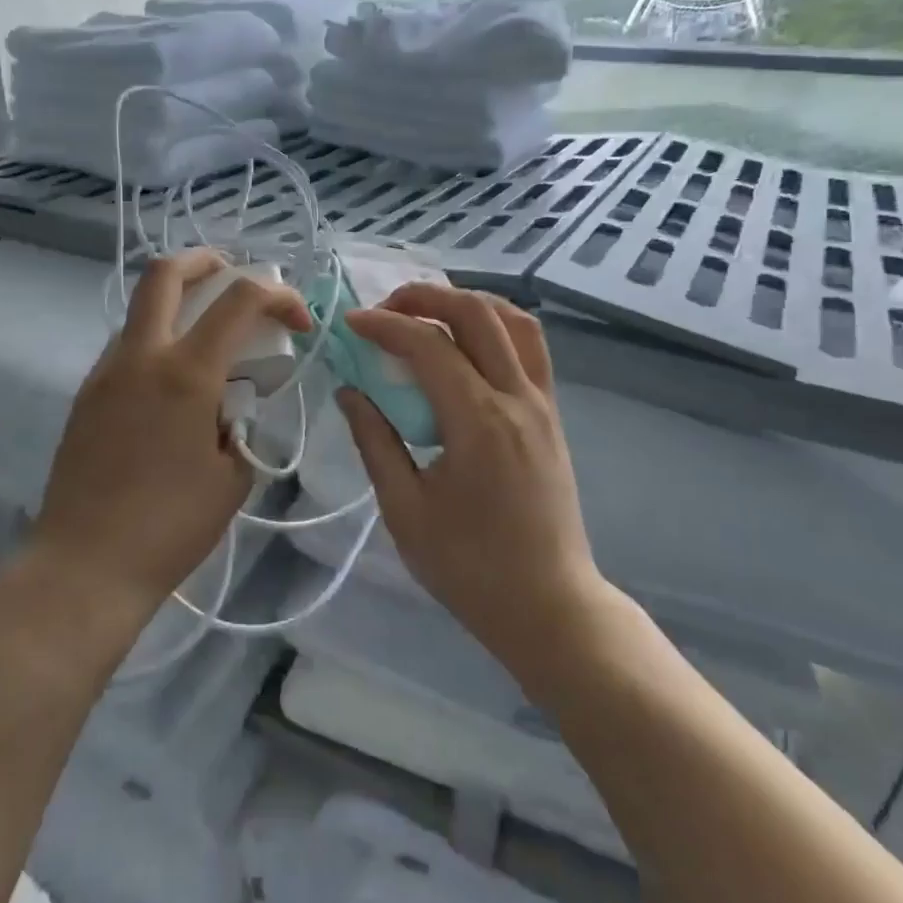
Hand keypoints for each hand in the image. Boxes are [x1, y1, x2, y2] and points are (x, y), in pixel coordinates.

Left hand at [28, 250, 312, 630]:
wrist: (85, 565)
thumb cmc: (170, 527)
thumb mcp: (233, 476)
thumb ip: (242, 425)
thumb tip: (233, 405)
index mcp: (186, 374)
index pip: (240, 301)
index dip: (279, 296)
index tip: (299, 322)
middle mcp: (141, 357)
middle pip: (166, 273)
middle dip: (208, 261)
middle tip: (235, 276)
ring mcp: (106, 372)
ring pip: (142, 307)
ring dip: (179, 301)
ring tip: (210, 335)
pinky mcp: (86, 393)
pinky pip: (127, 344)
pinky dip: (158, 338)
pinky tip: (176, 381)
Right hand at [336, 283, 601, 669]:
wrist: (549, 605)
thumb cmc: (470, 568)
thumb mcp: (405, 510)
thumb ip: (375, 441)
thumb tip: (350, 392)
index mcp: (479, 422)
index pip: (429, 345)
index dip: (385, 325)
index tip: (351, 324)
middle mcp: (517, 399)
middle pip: (477, 313)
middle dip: (426, 296)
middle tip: (386, 309)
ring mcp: (543, 403)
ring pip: (515, 321)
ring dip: (468, 303)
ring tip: (428, 315)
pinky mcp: (552, 415)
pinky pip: (530, 348)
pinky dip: (497, 326)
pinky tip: (467, 345)